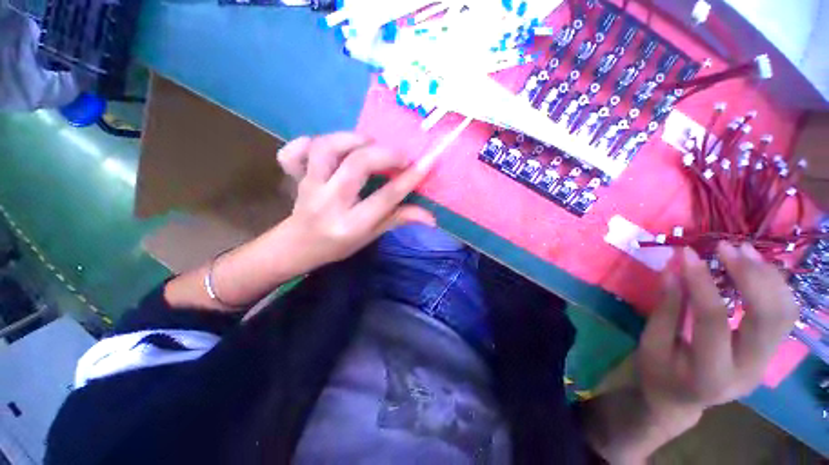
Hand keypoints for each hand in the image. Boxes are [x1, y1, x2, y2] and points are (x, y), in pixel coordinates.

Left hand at [274, 132, 435, 271]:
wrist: (299, 247)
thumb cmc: (340, 245)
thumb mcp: (372, 236)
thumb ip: (399, 220)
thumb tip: (431, 218)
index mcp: (352, 224)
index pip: (386, 197)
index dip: (409, 178)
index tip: (427, 162)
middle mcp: (330, 202)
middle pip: (357, 164)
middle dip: (385, 154)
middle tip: (400, 156)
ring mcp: (309, 186)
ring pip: (326, 148)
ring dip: (352, 139)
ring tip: (369, 144)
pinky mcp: (295, 177)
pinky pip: (294, 152)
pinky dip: (309, 142)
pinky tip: (329, 148)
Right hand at [637, 242, 798, 430]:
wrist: (680, 400)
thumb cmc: (658, 371)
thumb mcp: (651, 342)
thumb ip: (666, 306)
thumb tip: (673, 267)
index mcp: (711, 374)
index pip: (713, 320)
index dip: (701, 283)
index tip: (687, 252)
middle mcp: (749, 370)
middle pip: (767, 318)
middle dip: (750, 276)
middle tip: (726, 247)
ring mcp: (765, 362)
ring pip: (784, 314)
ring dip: (767, 277)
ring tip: (744, 250)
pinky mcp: (770, 353)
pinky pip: (785, 315)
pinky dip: (775, 286)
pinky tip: (757, 268)